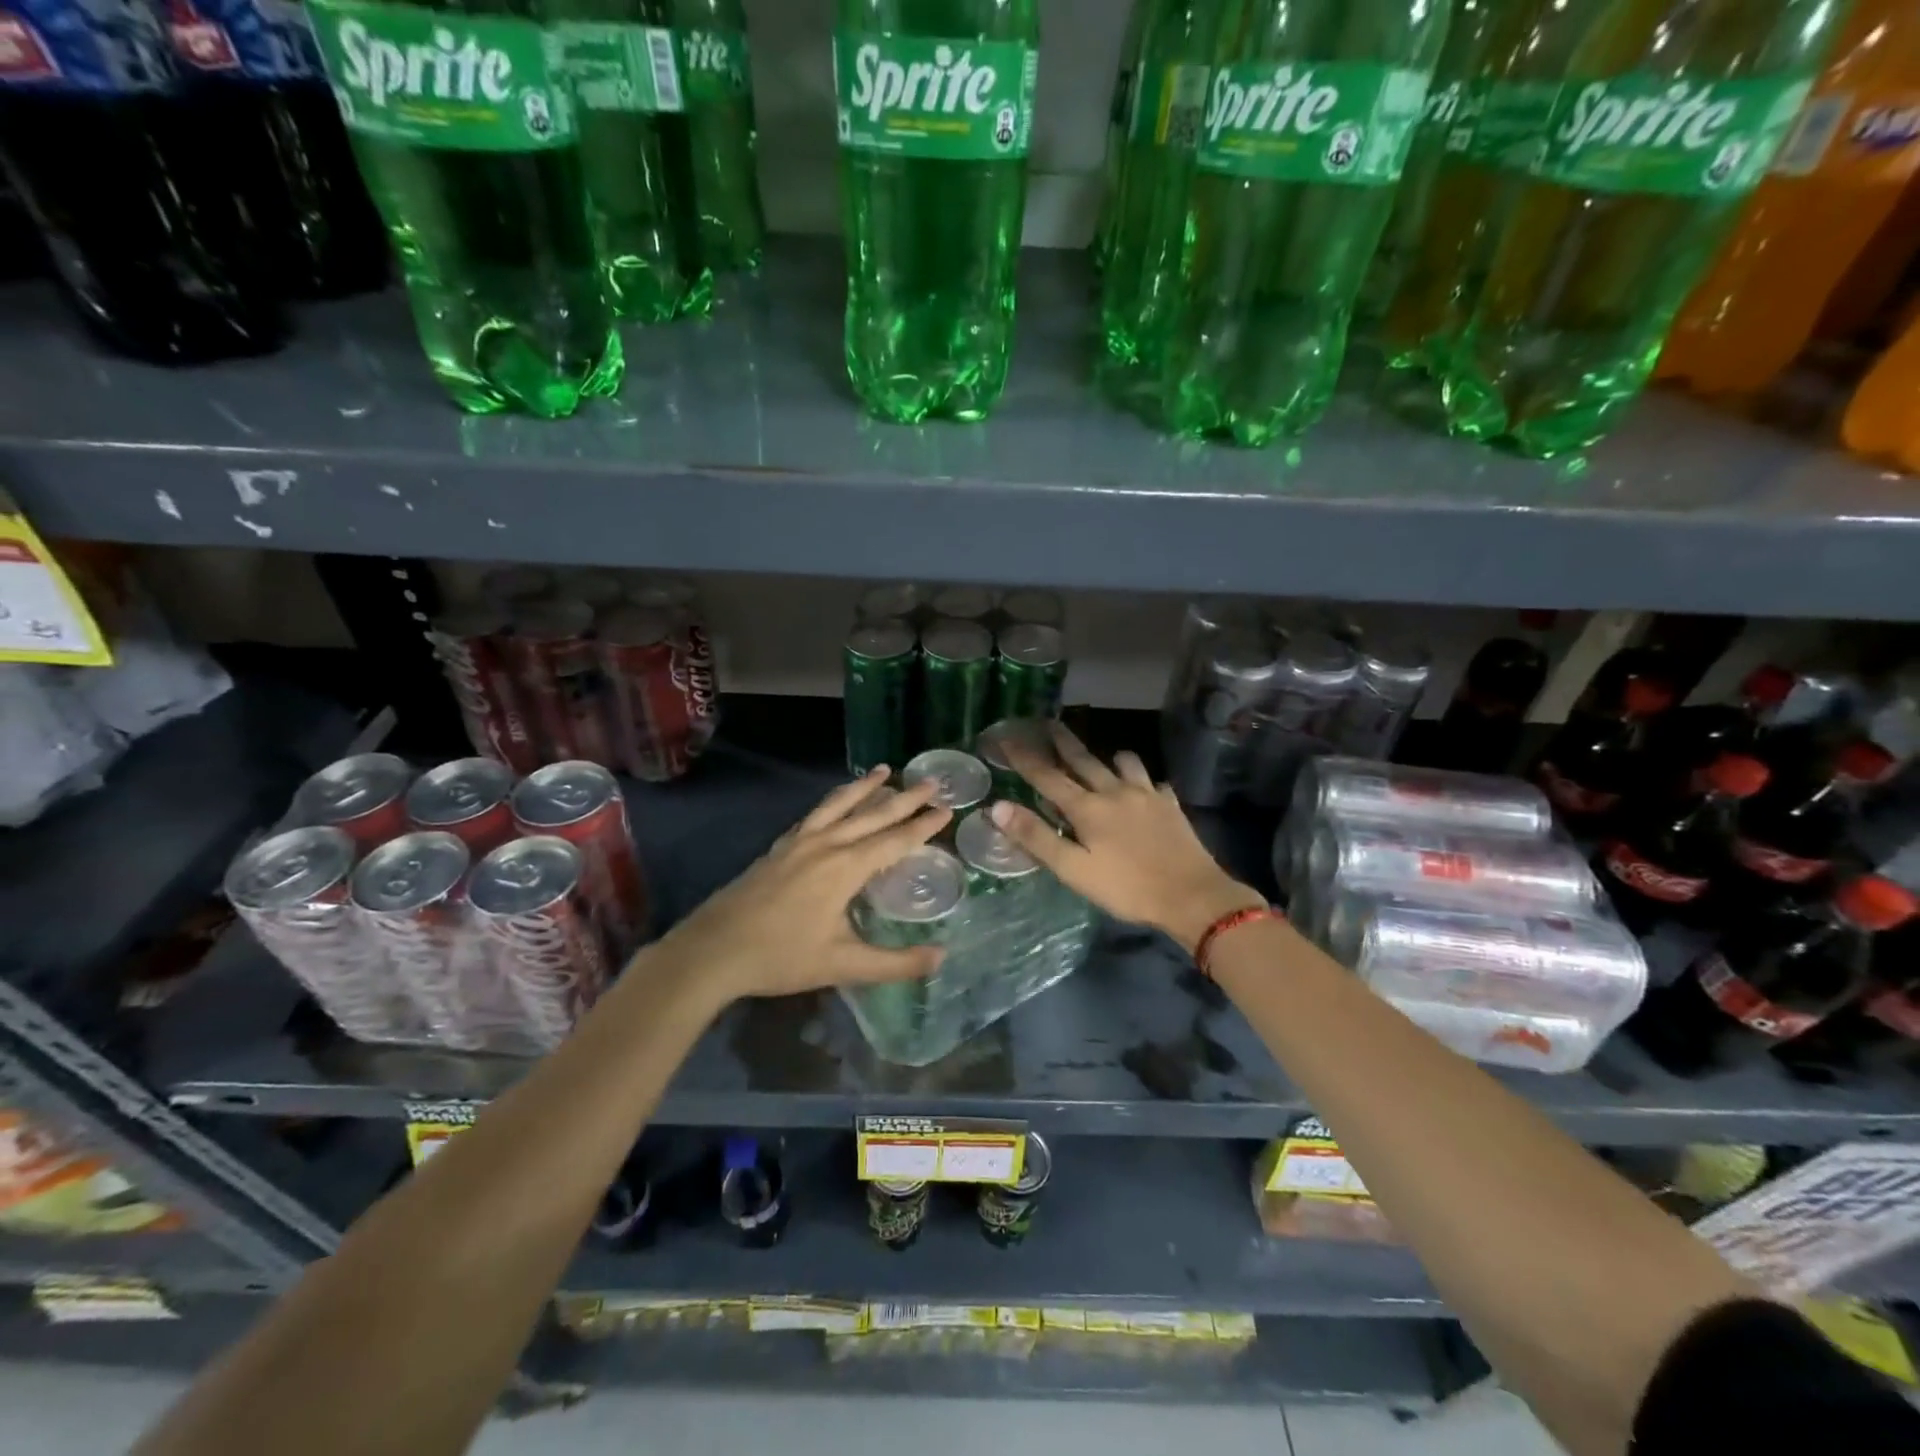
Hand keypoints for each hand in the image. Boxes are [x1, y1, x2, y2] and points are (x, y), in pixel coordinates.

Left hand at [651, 769, 951, 1004]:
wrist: (713, 951)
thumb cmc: (781, 958)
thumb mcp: (843, 965)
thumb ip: (895, 963)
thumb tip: (941, 958)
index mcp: (845, 868)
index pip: (894, 840)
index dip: (923, 826)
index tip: (947, 808)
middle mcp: (825, 845)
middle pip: (872, 815)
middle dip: (905, 798)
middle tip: (931, 782)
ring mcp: (799, 842)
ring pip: (839, 805)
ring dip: (865, 787)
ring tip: (885, 769)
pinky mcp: (779, 847)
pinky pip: (815, 813)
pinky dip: (834, 800)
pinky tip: (836, 801)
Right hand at [994, 724, 1264, 954]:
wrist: (1192, 895)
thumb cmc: (1126, 888)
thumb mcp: (1073, 870)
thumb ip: (1036, 837)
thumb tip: (998, 806)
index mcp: (1087, 808)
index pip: (1046, 776)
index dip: (1023, 756)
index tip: (1005, 737)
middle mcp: (1114, 791)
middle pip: (1083, 759)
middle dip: (1063, 741)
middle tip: (1049, 722)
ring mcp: (1146, 795)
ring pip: (1124, 763)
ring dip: (1109, 757)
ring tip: (1105, 756)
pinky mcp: (1170, 805)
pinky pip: (1154, 782)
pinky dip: (1143, 781)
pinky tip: (1146, 789)